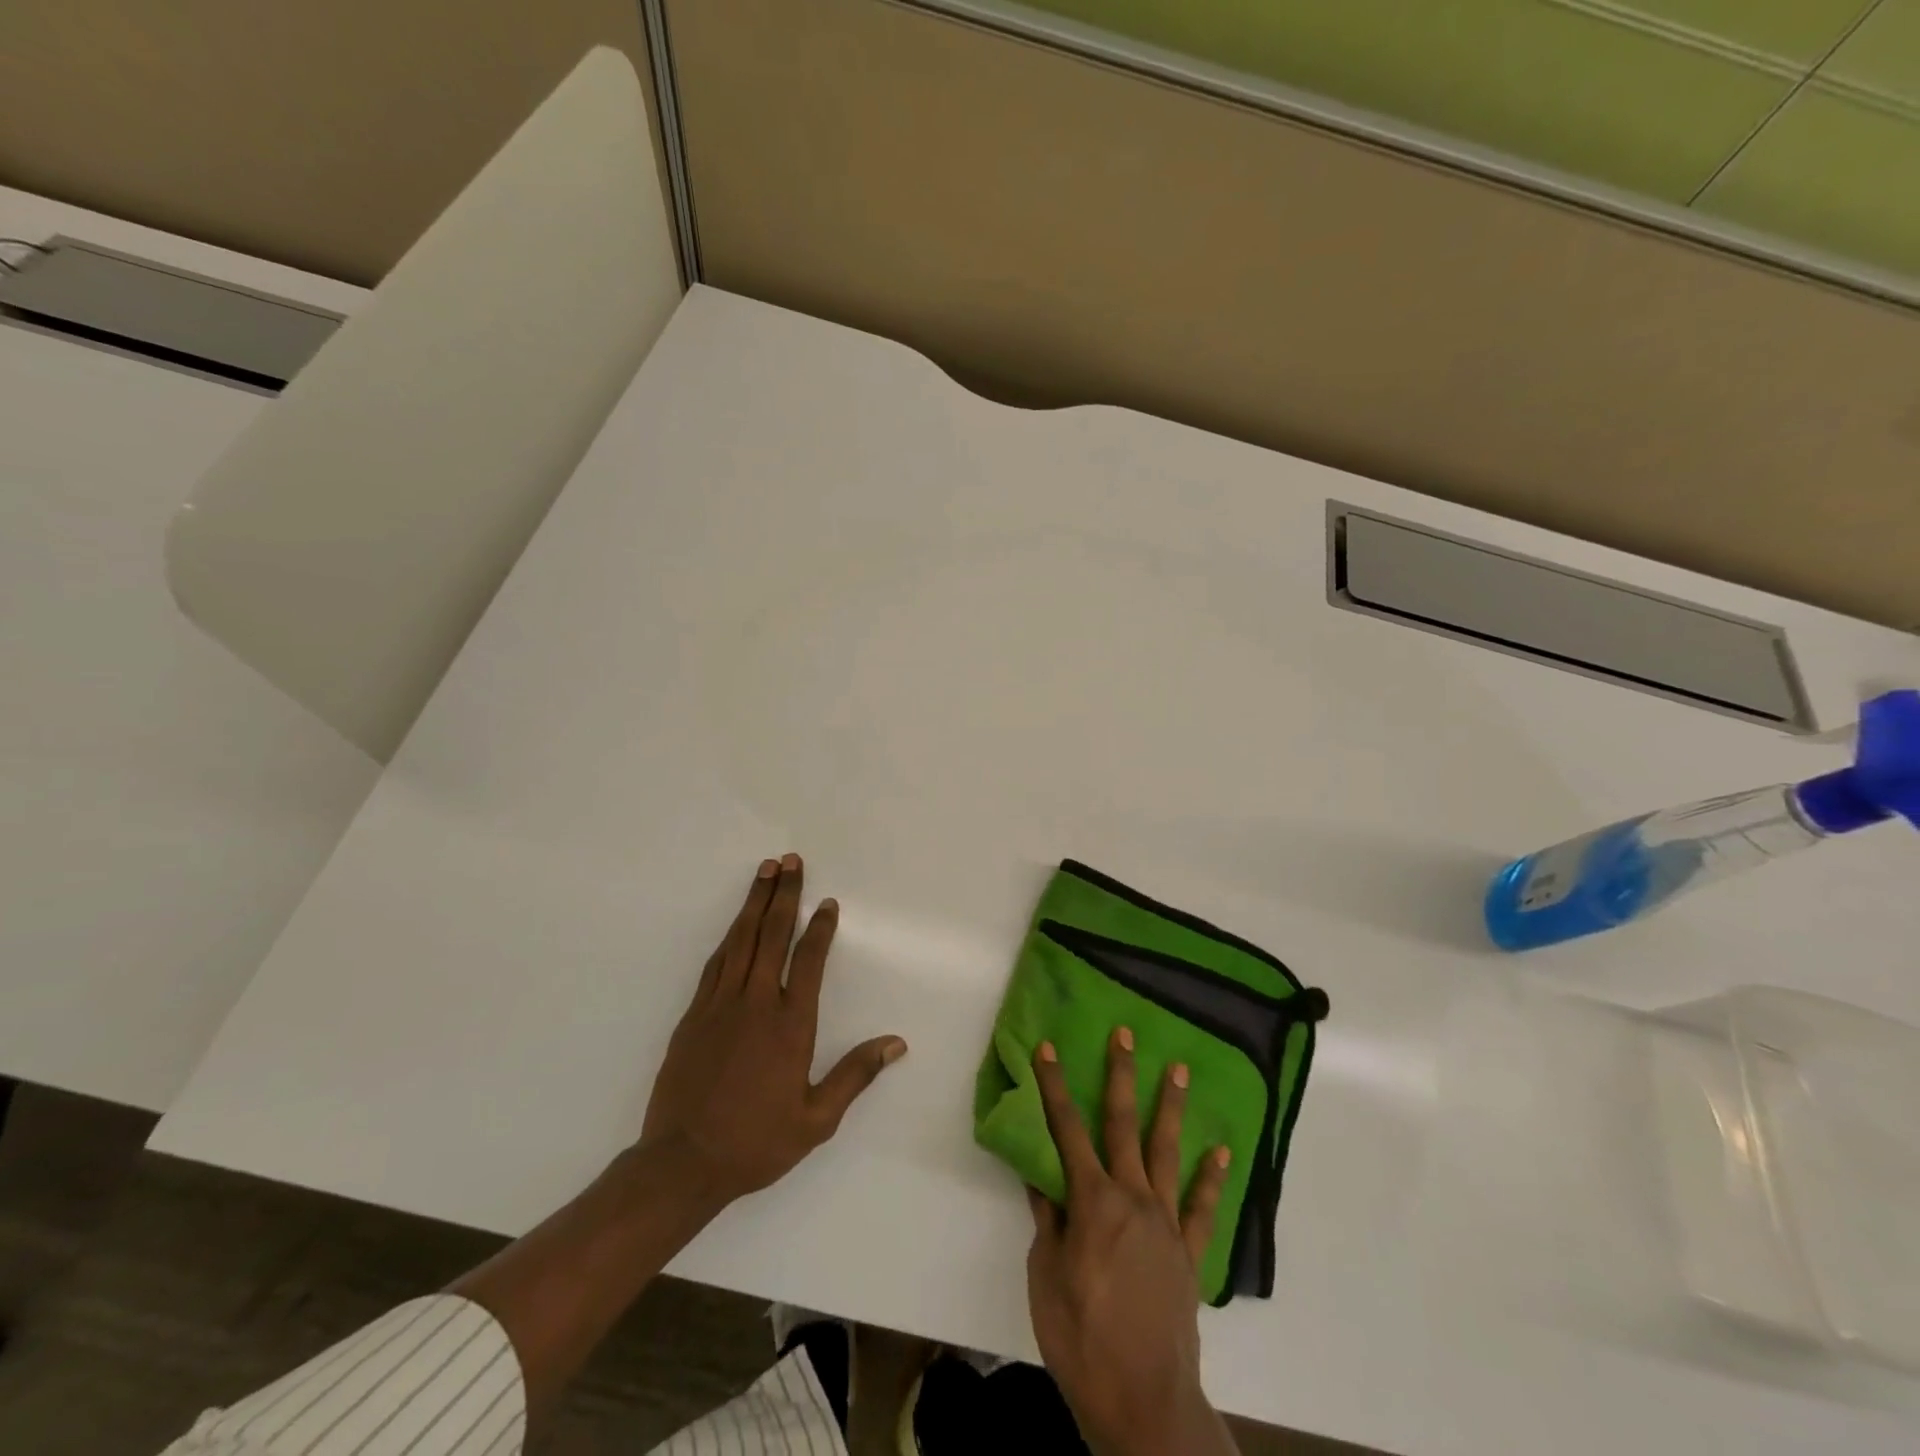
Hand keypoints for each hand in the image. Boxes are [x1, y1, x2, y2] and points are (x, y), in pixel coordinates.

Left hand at [641, 854, 906, 1205]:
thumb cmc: (756, 1142)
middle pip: (772, 935)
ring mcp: (720, 1005)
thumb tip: (896, 1043)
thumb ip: (855, 1075)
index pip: (809, 960)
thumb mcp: (816, 1119)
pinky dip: (729, 936)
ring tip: (764, 872)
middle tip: (790, 861)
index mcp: (790, 1024)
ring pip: (740, 940)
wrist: (682, 1162)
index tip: (828, 902)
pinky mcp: (693, 1014)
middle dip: (784, 894)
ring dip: (754, 903)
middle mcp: (756, 1003)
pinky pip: (716, 963)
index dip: (821, 928)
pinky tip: (735, 924)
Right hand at [1027, 1029, 1238, 1455]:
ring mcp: (1166, 1223)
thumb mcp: (1046, 1278)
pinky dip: (1212, 1177)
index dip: (1054, 1087)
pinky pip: (1203, 1207)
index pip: (1066, 1131)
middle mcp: (1132, 1199)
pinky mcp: (1189, 1252)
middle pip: (1122, 1125)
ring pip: (1167, 1152)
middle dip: (1120, 1075)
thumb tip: (1041, 1177)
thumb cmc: (1082, 1340)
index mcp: (1092, 1202)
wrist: (1145, 1402)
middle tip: (1125, 1034)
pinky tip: (1221, 1150)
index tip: (1049, 1048)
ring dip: (1170, 1108)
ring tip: (1179, 1070)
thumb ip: (1048, 1222)